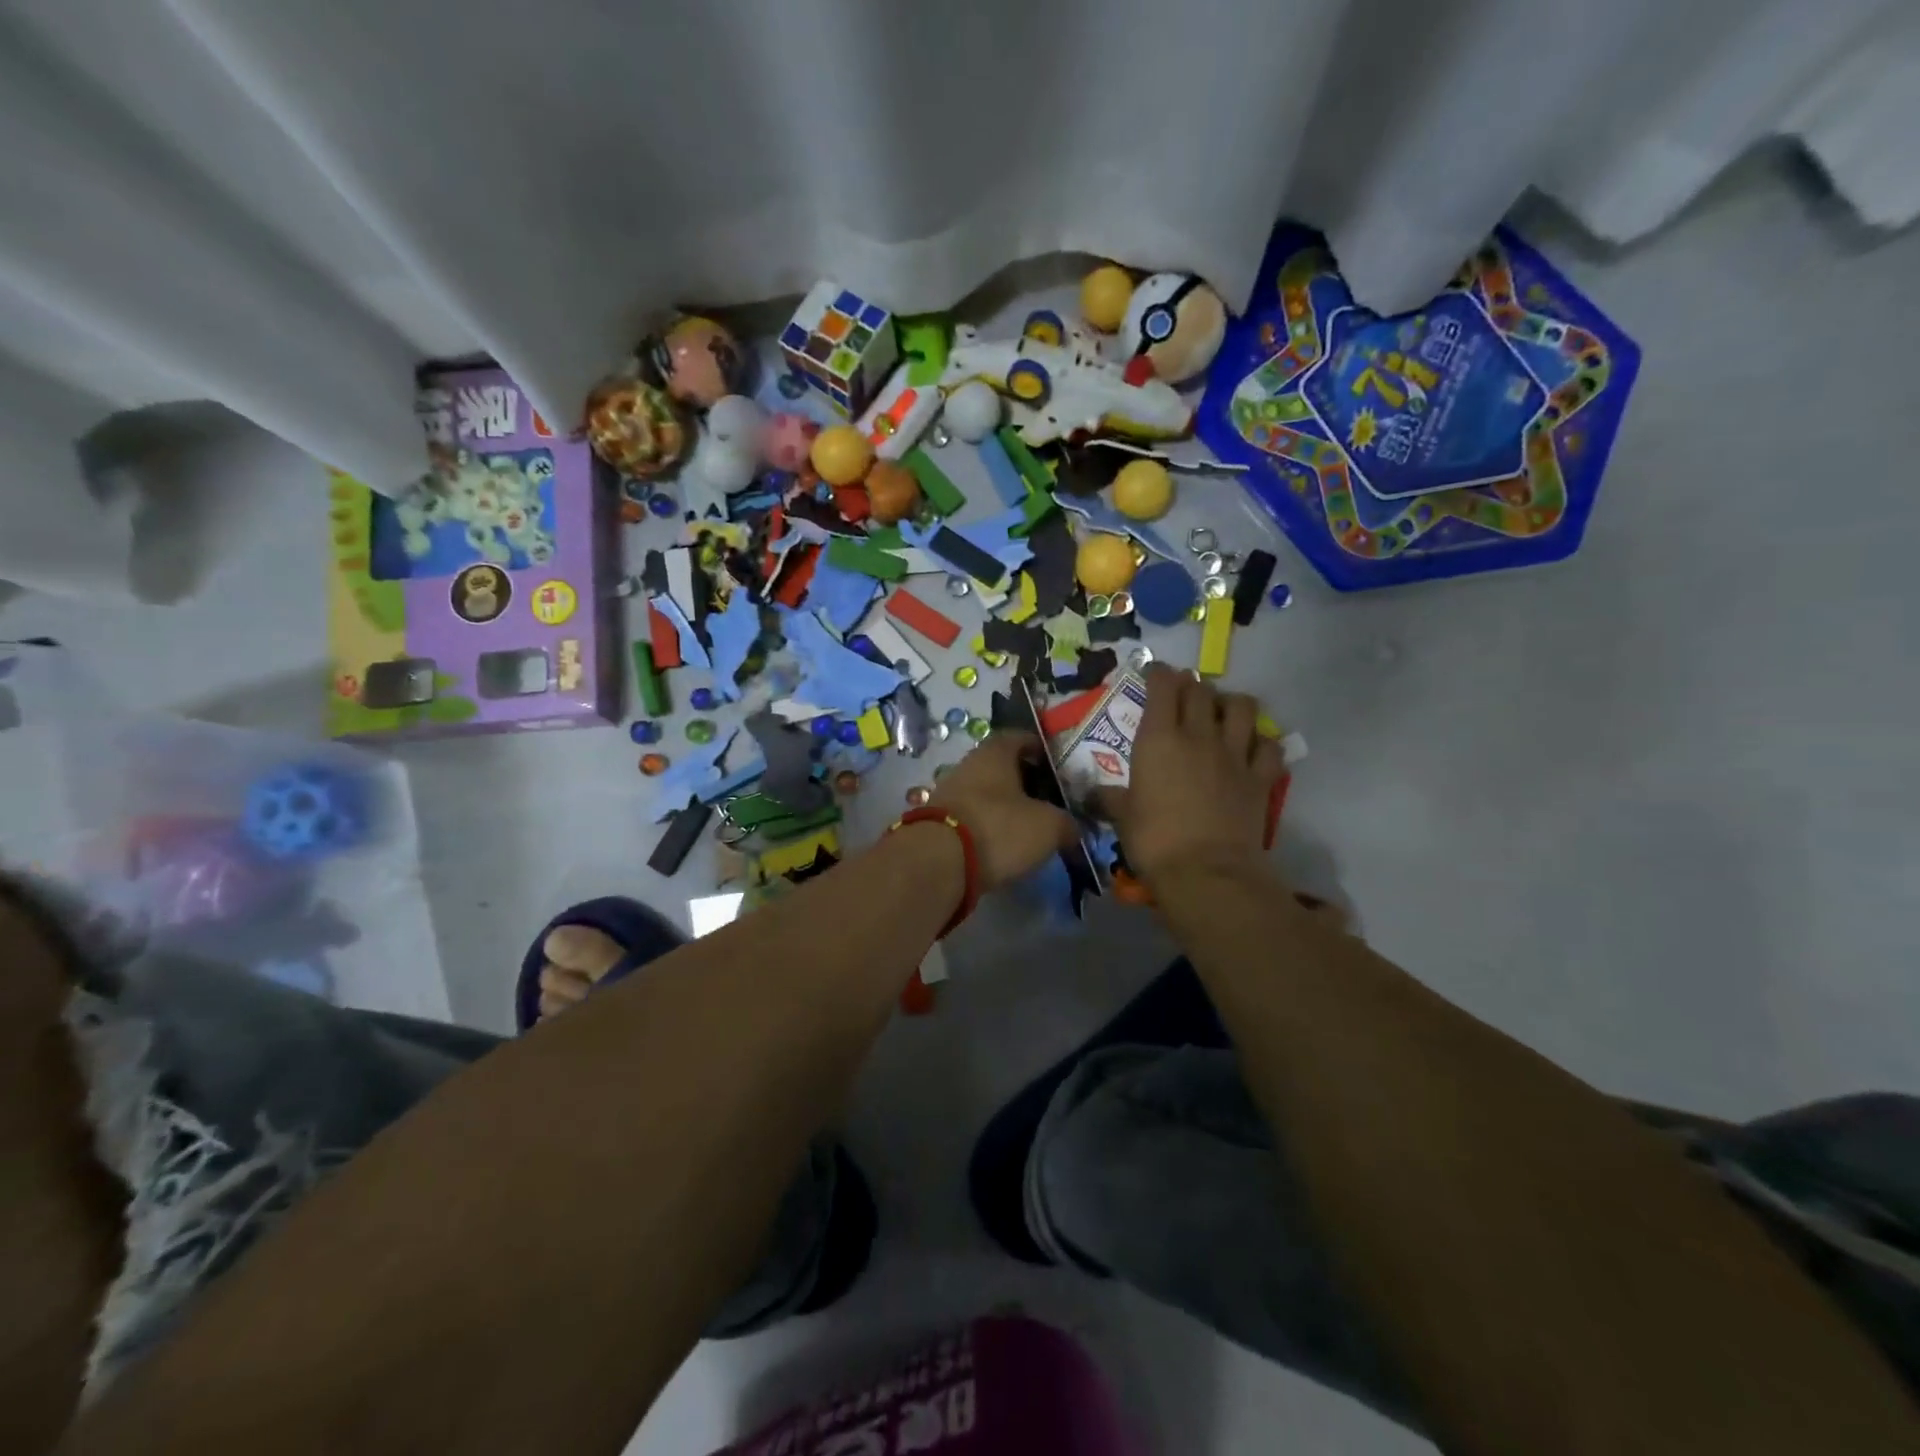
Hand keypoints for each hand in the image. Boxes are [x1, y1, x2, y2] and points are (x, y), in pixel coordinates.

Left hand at [927, 731, 1080, 892]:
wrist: (938, 863)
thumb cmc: (999, 828)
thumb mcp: (1048, 826)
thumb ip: (1066, 823)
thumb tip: (1072, 829)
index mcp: (996, 752)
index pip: (1021, 737)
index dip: (1041, 749)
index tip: (1058, 765)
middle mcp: (969, 764)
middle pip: (1002, 766)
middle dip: (1025, 781)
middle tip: (1049, 800)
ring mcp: (949, 793)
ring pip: (986, 793)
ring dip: (1006, 806)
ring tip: (1029, 827)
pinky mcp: (938, 822)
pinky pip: (972, 817)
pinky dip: (988, 827)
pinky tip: (1003, 845)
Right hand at [1090, 665, 1284, 887]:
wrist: (1206, 871)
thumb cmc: (1153, 840)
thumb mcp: (1122, 816)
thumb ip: (1109, 797)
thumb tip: (1092, 793)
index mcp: (1159, 739)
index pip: (1163, 688)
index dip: (1159, 674)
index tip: (1155, 673)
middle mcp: (1198, 736)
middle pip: (1201, 691)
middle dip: (1191, 685)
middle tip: (1184, 692)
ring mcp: (1234, 754)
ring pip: (1242, 708)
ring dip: (1231, 703)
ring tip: (1223, 712)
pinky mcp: (1260, 778)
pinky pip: (1270, 747)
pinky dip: (1262, 742)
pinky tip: (1254, 748)